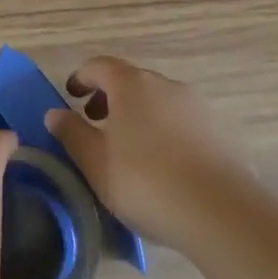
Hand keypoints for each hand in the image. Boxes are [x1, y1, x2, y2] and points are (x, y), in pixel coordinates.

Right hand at [44, 56, 241, 249]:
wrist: (222, 213)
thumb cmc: (146, 181)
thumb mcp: (96, 162)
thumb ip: (72, 134)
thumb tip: (55, 113)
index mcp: (130, 84)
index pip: (99, 66)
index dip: (81, 77)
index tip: (71, 95)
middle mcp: (164, 85)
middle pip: (130, 81)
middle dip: (110, 98)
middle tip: (95, 124)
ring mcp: (196, 106)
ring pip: (158, 102)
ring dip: (139, 116)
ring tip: (130, 149)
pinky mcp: (219, 133)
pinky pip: (181, 123)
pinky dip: (164, 132)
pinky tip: (163, 166)